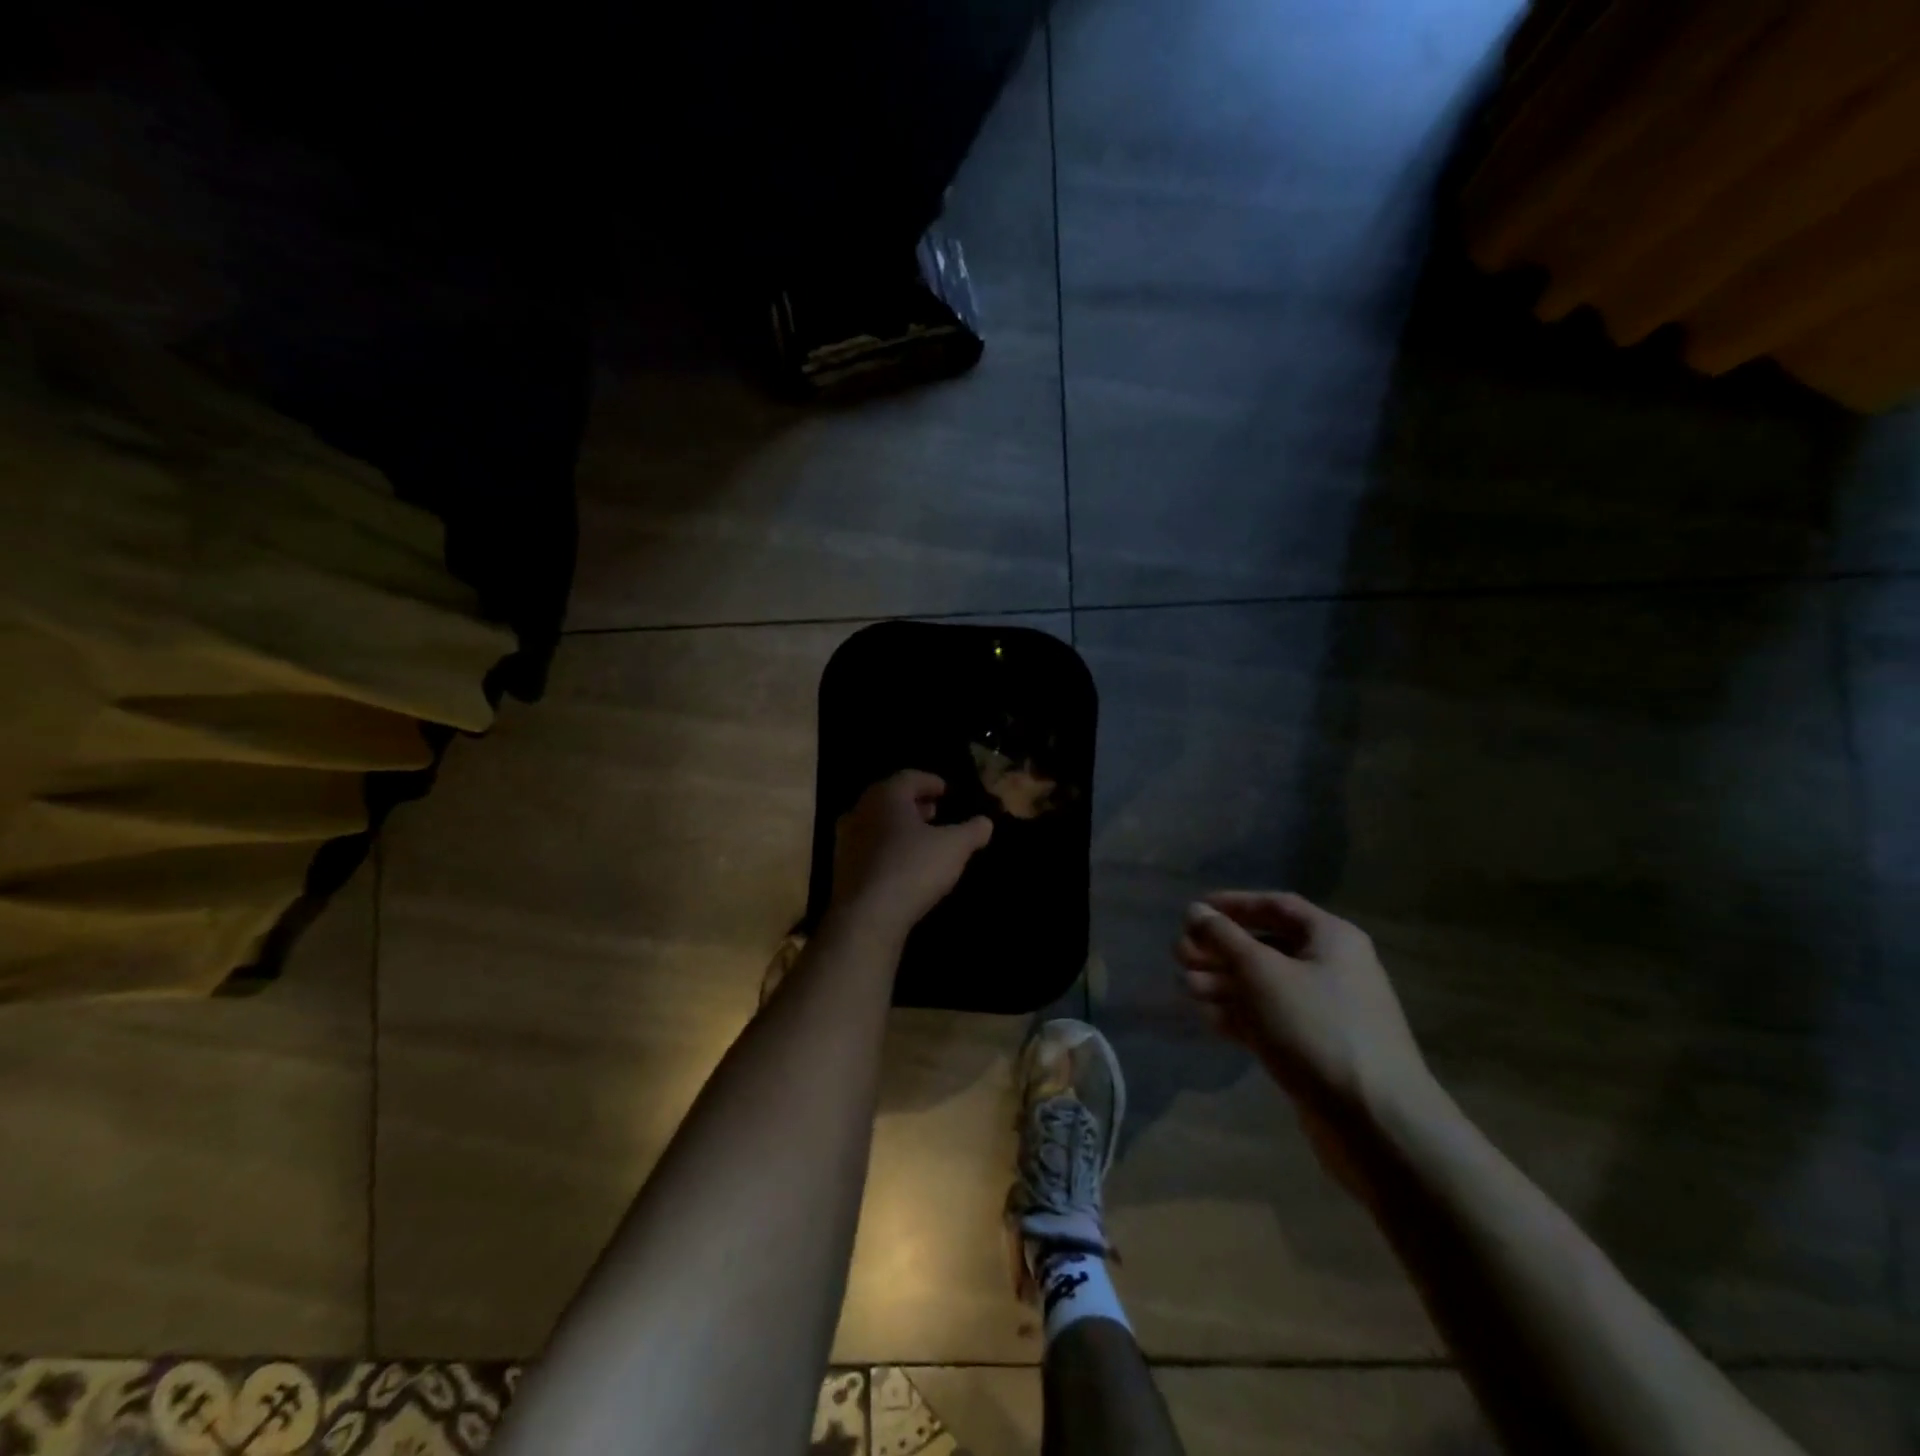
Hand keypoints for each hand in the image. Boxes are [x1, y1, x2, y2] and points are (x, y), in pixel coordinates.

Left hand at [828, 771, 992, 942]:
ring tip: (923, 839)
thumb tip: (986, 822)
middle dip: (915, 804)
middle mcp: (860, 810)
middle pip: (891, 798)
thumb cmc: (912, 869)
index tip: (948, 791)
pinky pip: (870, 847)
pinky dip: (888, 848)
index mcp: (886, 795)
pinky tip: (904, 864)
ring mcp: (846, 839)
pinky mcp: (842, 867)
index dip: (932, 782)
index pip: (910, 777)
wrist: (865, 916)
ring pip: (878, 823)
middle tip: (936, 813)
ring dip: (900, 827)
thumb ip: (972, 831)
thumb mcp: (954, 847)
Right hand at [1174, 892, 1431, 1121]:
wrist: (1375, 1122)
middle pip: (1267, 947)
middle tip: (1180, 955)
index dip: (1233, 904)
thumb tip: (1195, 911)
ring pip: (1265, 986)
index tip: (1194, 912)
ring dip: (1223, 983)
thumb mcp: (1261, 973)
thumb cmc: (1316, 1028)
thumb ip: (1224, 938)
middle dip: (1221, 949)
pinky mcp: (1315, 1050)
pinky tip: (1207, 1017)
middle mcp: (1331, 969)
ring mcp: (1325, 1012)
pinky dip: (1239, 1015)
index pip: (1276, 906)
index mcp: (1331, 939)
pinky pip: (1271, 1020)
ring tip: (1186, 987)